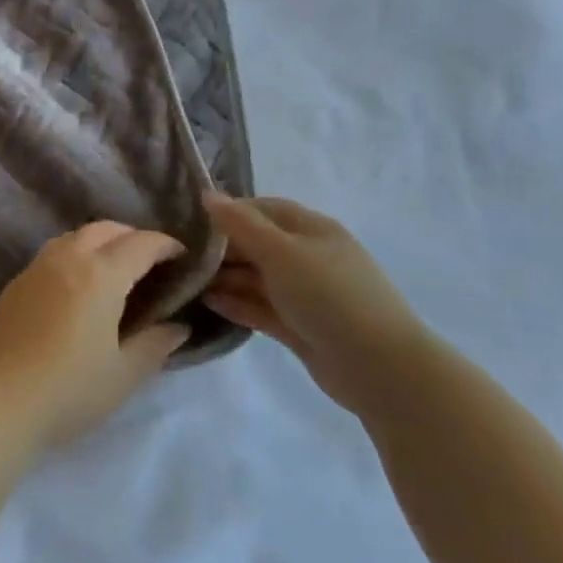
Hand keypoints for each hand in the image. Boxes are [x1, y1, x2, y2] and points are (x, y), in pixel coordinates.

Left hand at [0, 222, 190, 449]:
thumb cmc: (70, 390)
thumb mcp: (124, 374)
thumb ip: (155, 344)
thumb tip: (177, 326)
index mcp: (100, 274)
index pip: (141, 244)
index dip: (166, 245)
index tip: (182, 257)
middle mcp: (67, 259)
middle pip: (106, 229)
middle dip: (133, 237)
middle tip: (150, 262)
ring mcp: (36, 268)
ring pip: (74, 236)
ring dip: (100, 242)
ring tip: (113, 270)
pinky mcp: (14, 284)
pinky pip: (51, 255)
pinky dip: (73, 257)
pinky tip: (75, 288)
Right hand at [201, 193, 430, 409]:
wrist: (379, 367)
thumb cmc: (329, 296)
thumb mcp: (281, 252)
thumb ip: (241, 224)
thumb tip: (208, 195)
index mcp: (312, 230)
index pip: (265, 209)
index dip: (231, 211)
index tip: (193, 219)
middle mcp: (309, 257)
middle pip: (258, 244)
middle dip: (223, 248)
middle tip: (182, 254)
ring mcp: (306, 294)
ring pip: (258, 278)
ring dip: (226, 278)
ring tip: (187, 280)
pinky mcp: (300, 327)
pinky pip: (262, 308)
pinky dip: (237, 304)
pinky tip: (208, 303)